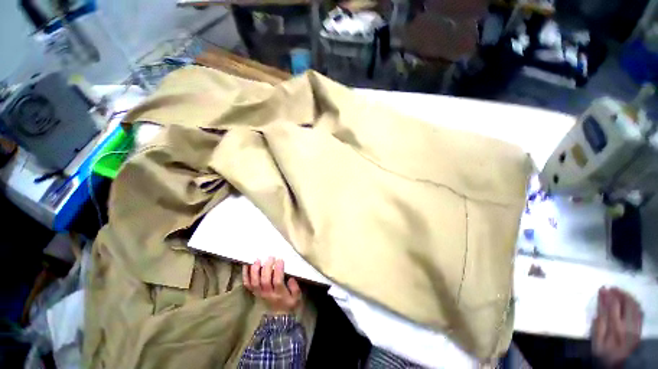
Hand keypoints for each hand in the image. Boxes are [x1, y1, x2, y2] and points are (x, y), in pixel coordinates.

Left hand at [242, 257, 301, 314]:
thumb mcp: (297, 298)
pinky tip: (246, 265)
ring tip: (258, 260)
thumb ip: (295, 288)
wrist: (278, 319)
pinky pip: (248, 284)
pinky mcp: (254, 293)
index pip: (277, 281)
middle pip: (264, 280)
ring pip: (254, 282)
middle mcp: (268, 293)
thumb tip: (291, 278)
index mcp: (279, 294)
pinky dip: (245, 275)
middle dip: (267, 267)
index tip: (280, 260)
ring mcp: (259, 293)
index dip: (278, 270)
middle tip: (271, 257)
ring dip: (255, 270)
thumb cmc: (289, 305)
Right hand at [591, 287, 642, 367]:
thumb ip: (598, 325)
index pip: (612, 307)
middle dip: (619, 294)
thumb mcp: (597, 341)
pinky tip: (630, 301)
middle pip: (626, 305)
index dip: (607, 297)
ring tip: (620, 292)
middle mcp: (628, 325)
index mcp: (615, 329)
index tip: (602, 288)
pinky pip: (639, 312)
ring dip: (627, 297)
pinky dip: (634, 303)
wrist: (619, 364)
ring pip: (635, 307)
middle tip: (612, 288)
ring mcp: (636, 327)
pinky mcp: (639, 328)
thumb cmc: (604, 352)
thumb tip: (599, 308)